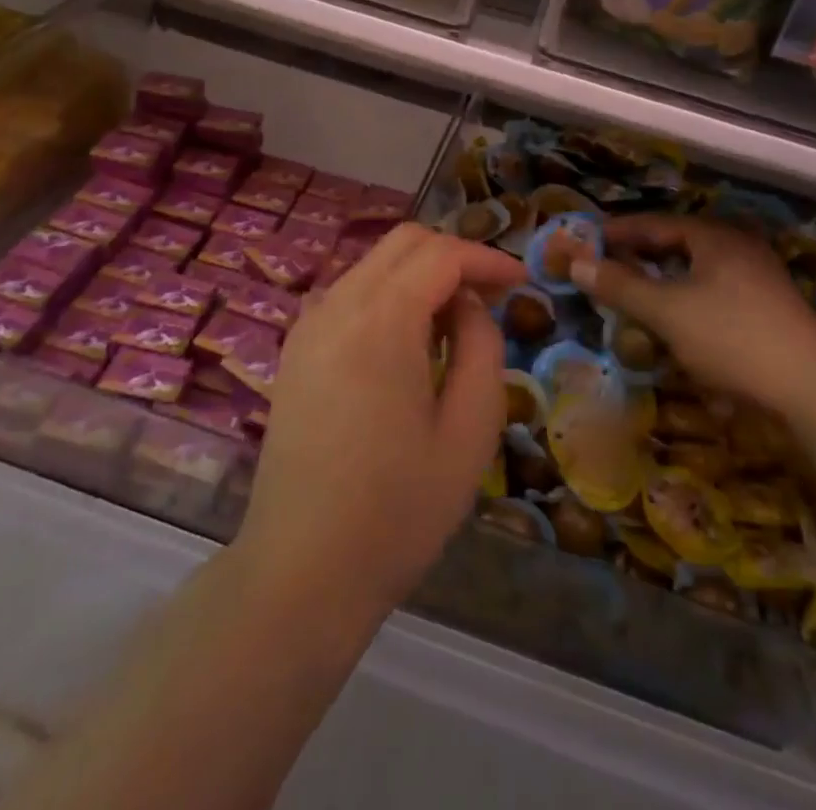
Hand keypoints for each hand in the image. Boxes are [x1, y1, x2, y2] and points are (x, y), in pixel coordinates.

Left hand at [234, 224, 525, 624]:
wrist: (300, 572)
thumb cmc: (398, 510)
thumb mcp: (469, 430)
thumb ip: (481, 347)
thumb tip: (468, 305)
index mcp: (380, 320)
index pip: (440, 253)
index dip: (486, 257)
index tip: (521, 281)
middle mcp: (336, 305)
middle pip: (403, 243)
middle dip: (454, 255)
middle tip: (492, 295)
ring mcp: (307, 325)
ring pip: (374, 264)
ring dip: (420, 274)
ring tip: (455, 322)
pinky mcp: (295, 350)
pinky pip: (349, 294)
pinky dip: (388, 295)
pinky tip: (408, 342)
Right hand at [569, 214, 815, 403]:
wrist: (814, 389)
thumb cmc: (733, 337)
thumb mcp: (667, 311)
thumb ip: (620, 286)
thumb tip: (576, 263)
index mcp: (714, 237)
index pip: (655, 223)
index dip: (617, 231)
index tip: (585, 241)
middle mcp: (738, 249)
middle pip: (676, 245)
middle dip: (639, 257)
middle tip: (605, 269)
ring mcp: (757, 280)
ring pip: (695, 273)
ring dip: (662, 283)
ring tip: (634, 298)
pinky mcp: (767, 311)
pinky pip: (713, 296)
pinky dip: (686, 304)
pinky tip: (675, 328)